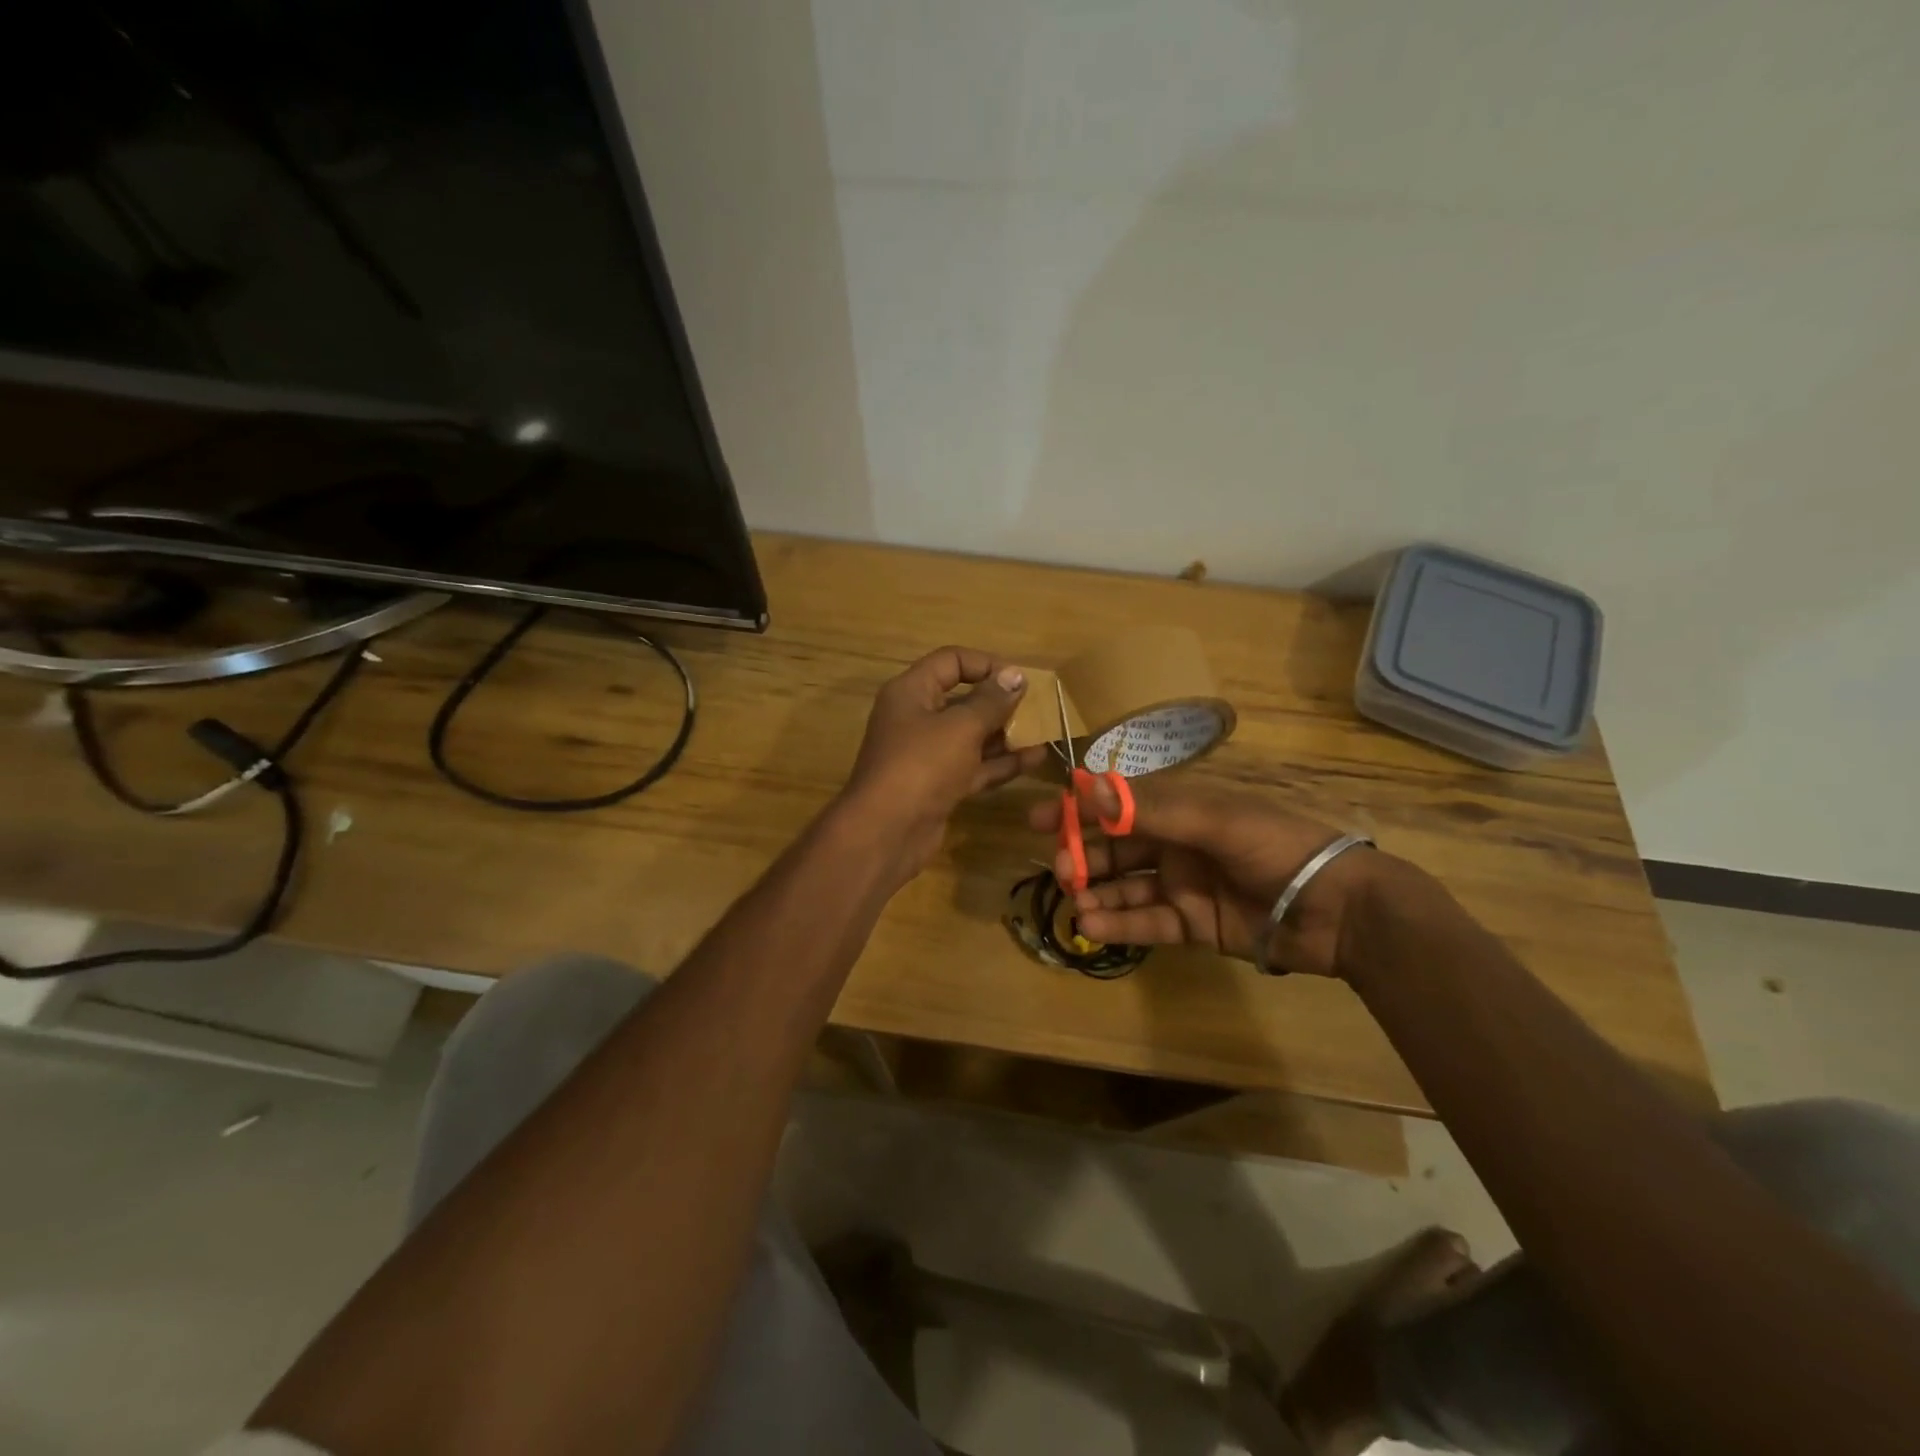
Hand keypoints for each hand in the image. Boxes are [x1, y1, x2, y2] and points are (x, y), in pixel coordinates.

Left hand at [839, 646, 1033, 878]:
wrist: (887, 832)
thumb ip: (991, 701)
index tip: (1019, 679)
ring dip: (1004, 734)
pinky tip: (1033, 760)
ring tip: (1042, 732)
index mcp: (911, 692)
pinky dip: (1000, 763)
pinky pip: (973, 766)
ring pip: (970, 736)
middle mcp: (916, 718)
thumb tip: (1015, 676)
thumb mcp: (961, 727)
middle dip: (998, 702)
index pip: (951, 661)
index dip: (986, 664)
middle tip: (1036, 707)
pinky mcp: (938, 785)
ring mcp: (926, 755)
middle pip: (961, 699)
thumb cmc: (922, 765)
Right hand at [1027, 777, 1380, 976]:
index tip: (1039, 818)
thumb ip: (1149, 809)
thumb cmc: (1277, 847)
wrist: (1339, 910)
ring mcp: (1184, 885)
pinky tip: (1091, 925)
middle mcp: (1177, 844)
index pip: (1119, 804)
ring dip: (1097, 891)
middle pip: (1117, 847)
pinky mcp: (1193, 925)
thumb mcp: (1213, 819)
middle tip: (1060, 869)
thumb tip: (1084, 789)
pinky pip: (1147, 922)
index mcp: (1183, 809)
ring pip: (1127, 886)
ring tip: (1073, 899)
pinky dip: (1118, 923)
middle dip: (1084, 855)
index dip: (1080, 809)